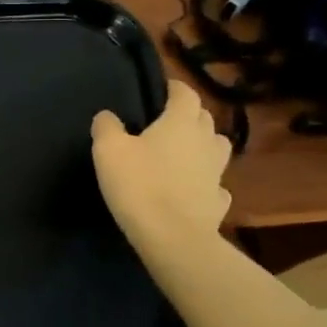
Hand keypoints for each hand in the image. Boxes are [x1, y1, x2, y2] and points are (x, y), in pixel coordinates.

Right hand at [91, 79, 233, 253]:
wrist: (173, 239)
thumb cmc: (140, 185)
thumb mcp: (108, 150)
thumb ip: (107, 127)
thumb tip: (108, 115)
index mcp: (181, 122)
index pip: (186, 93)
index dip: (174, 88)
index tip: (162, 89)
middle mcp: (205, 141)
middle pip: (204, 117)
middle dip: (189, 114)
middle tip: (167, 120)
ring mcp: (217, 173)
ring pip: (217, 147)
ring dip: (204, 144)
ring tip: (184, 152)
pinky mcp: (219, 202)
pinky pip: (216, 183)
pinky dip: (206, 181)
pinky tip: (194, 188)